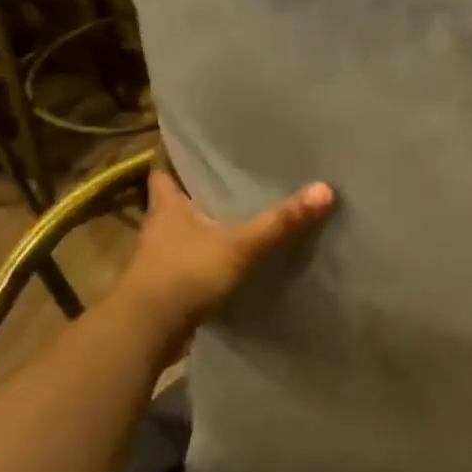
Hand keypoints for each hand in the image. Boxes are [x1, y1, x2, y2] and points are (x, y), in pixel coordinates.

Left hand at [112, 163, 334, 352]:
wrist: (146, 333)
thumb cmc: (183, 275)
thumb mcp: (238, 245)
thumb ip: (280, 221)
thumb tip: (325, 189)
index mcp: (167, 205)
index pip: (163, 166)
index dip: (176, 151)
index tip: (195, 139)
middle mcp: (161, 225)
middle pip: (178, 196)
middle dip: (201, 184)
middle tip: (235, 168)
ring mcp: (164, 256)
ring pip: (187, 227)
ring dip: (208, 220)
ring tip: (244, 206)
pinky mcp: (172, 282)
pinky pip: (196, 257)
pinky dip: (213, 252)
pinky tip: (238, 252)